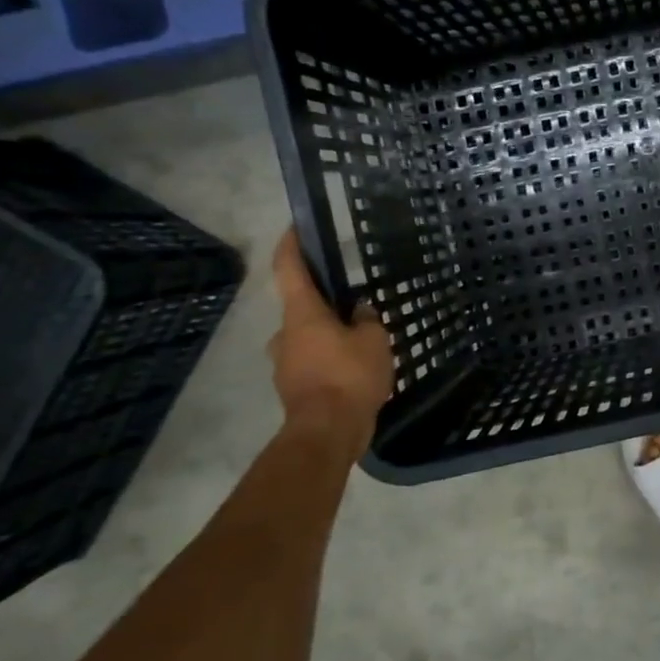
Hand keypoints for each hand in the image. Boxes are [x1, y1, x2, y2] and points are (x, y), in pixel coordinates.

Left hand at [269, 230, 394, 446]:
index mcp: (302, 314)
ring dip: (329, 336)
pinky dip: (330, 361)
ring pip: (308, 338)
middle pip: (301, 307)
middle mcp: (286, 334)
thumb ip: (366, 320)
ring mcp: (286, 363)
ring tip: (363, 343)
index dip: (291, 245)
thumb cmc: (349, 376)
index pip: (289, 268)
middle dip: (325, 304)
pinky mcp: (295, 388)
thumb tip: (358, 312)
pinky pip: (313, 363)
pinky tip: (357, 371)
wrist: (327, 433)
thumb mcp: (373, 340)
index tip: (296, 227)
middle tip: (354, 305)